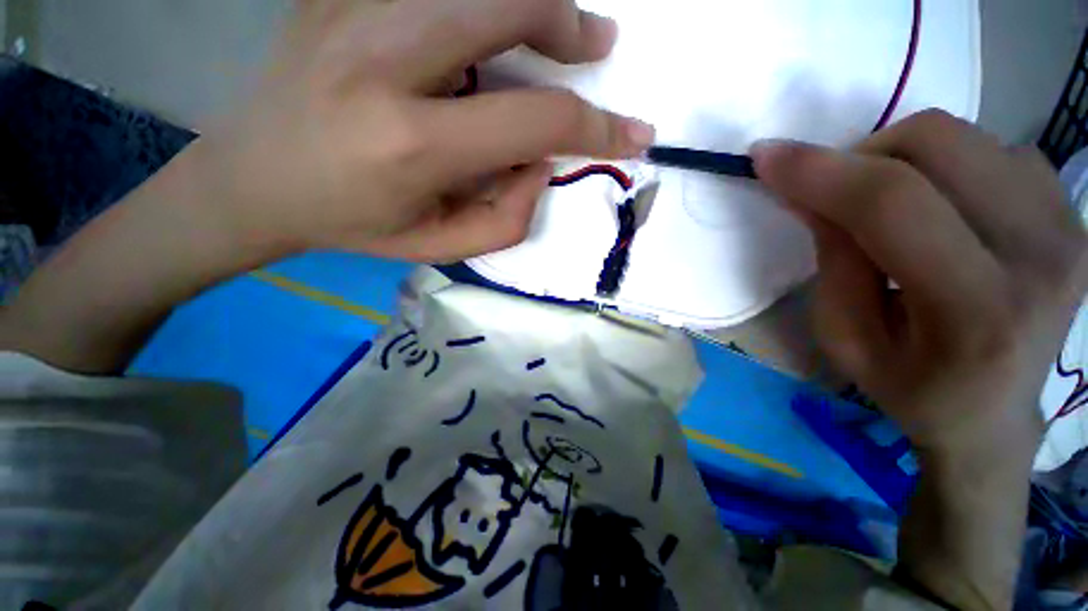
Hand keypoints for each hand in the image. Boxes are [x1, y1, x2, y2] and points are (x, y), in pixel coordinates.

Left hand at [189, 0, 653, 262]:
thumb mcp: (442, 245)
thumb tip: (543, 165)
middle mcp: (385, 60)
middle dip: (569, 25)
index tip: (635, 133)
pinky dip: (475, 0)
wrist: (255, 179)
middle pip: (509, 4)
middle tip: (596, 48)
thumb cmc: (354, 223)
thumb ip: (508, 217)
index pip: (537, 121)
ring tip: (552, 33)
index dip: (598, 127)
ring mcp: (353, 9)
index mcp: (413, 143)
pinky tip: (481, 30)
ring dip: (529, 2)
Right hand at [754, 111, 1086, 458]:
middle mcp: (1040, 255)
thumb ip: (831, 260)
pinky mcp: (1072, 212)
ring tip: (886, 206)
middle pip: (937, 144)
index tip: (765, 157)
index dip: (819, 170)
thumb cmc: (909, 386)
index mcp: (975, 311)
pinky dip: (947, 163)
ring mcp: (1068, 226)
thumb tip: (808, 192)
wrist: (994, 413)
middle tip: (835, 193)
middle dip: (862, 154)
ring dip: (901, 158)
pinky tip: (938, 205)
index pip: (891, 205)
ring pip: (965, 136)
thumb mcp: (844, 338)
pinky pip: (996, 148)